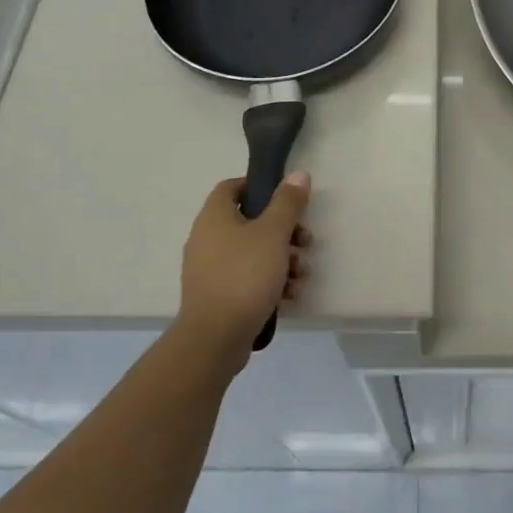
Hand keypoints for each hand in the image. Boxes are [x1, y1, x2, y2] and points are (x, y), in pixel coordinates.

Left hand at [176, 172, 313, 366]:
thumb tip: (298, 174)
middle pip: (250, 222)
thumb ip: (287, 202)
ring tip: (301, 275)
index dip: (259, 187)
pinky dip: (269, 282)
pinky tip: (289, 296)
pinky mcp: (217, 296)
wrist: (215, 338)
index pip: (232, 187)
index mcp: (214, 217)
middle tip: (305, 242)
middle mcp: (207, 239)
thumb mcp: (273, 233)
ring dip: (282, 259)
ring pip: (253, 253)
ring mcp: (210, 269)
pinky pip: (247, 278)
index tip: (287, 199)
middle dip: (284, 231)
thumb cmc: (244, 276)